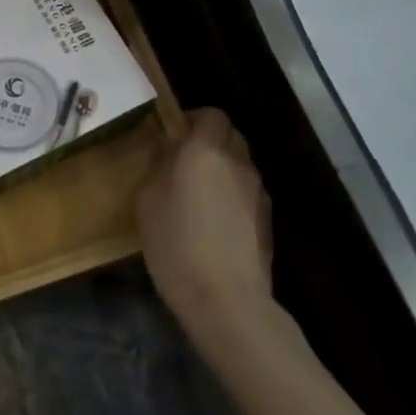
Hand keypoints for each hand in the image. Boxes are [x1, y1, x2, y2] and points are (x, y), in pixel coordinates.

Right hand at [137, 108, 273, 346]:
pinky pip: (247, 190)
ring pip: (240, 162)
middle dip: (209, 140)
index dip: (193, 119)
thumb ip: (159, 167)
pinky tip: (215, 220)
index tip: (174, 135)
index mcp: (204, 151)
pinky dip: (232, 193)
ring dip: (222, 167)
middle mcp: (237, 162)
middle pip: (230, 135)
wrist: (226, 299)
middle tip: (183, 161)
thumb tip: (169, 152)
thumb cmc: (176, 245)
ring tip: (199, 194)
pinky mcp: (268, 217)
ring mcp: (257, 190)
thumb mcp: (148, 202)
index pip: (211, 114)